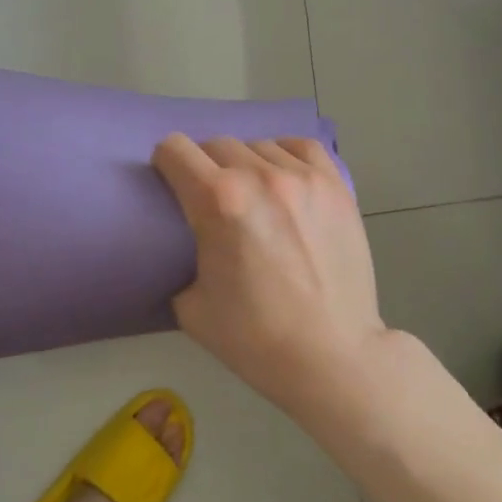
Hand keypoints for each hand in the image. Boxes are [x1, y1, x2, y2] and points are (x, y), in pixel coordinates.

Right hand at [151, 133, 389, 413]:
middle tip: (210, 199)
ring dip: (245, 165)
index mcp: (218, 201)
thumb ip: (180, 261)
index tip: (169, 183)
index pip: (174, 150)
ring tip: (253, 196)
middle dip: (203, 166)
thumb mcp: (190, 306)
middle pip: (215, 144)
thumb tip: (188, 244)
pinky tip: (284, 180)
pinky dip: (285, 157)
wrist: (332, 357)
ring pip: (258, 145)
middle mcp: (259, 177)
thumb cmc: (256, 339)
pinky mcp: (336, 186)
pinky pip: (302, 147)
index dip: (164, 164)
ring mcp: (304, 178)